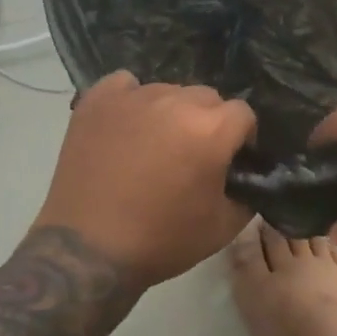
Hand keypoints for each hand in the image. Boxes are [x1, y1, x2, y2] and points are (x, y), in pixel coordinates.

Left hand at [34, 72, 257, 288]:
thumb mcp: (223, 227)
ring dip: (171, 112)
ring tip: (155, 144)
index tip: (231, 160)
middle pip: (207, 97)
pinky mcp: (98, 100)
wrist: (88, 251)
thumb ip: (248, 193)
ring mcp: (133, 97)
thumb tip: (248, 175)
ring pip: (168, 91)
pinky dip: (132, 99)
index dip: (242, 137)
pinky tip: (127, 125)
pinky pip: (126, 84)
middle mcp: (175, 102)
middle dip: (208, 122)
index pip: (243, 113)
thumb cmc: (161, 240)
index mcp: (211, 129)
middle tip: (193, 155)